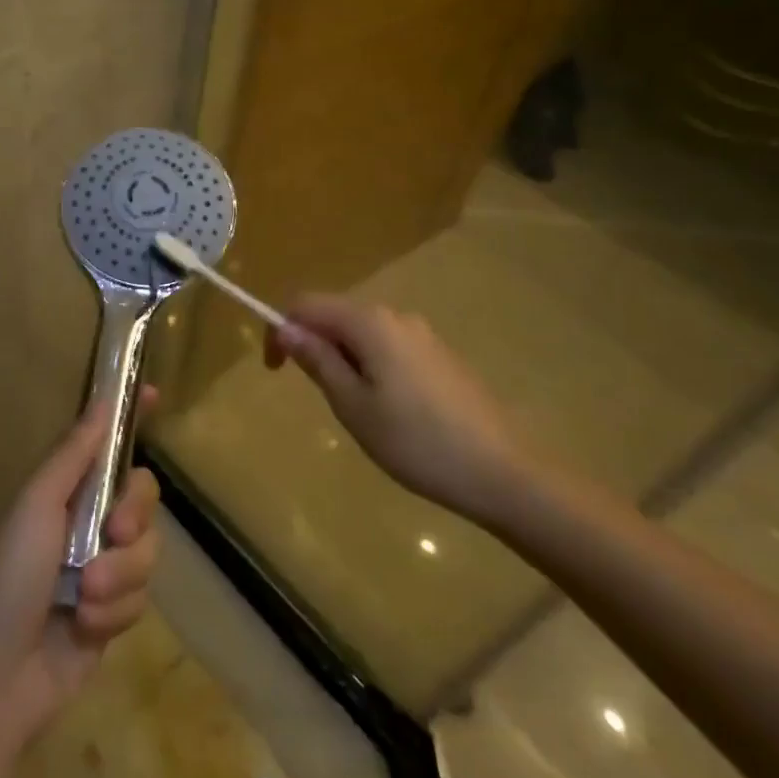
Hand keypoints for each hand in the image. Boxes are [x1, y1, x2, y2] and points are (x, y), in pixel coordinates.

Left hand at [0, 394, 160, 744]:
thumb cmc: (9, 575)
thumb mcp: (36, 504)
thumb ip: (74, 454)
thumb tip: (103, 400)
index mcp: (65, 490)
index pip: (105, 444)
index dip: (129, 418)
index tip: (153, 394)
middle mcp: (87, 521)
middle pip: (142, 496)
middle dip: (133, 516)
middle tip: (115, 533)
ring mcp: (103, 567)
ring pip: (148, 551)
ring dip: (119, 576)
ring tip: (83, 597)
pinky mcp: (113, 613)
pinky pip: (141, 597)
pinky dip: (115, 612)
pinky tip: (84, 627)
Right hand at [266, 296, 536, 524]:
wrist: (503, 472)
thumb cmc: (417, 441)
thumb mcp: (353, 406)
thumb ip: (318, 361)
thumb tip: (286, 328)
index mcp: (369, 322)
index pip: (306, 305)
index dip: (280, 329)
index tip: (274, 371)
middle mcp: (395, 316)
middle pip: (335, 314)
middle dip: (313, 345)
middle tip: (319, 397)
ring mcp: (422, 334)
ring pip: (362, 333)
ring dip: (342, 358)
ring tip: (354, 410)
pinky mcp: (439, 355)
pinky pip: (387, 346)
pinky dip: (369, 365)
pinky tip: (388, 410)